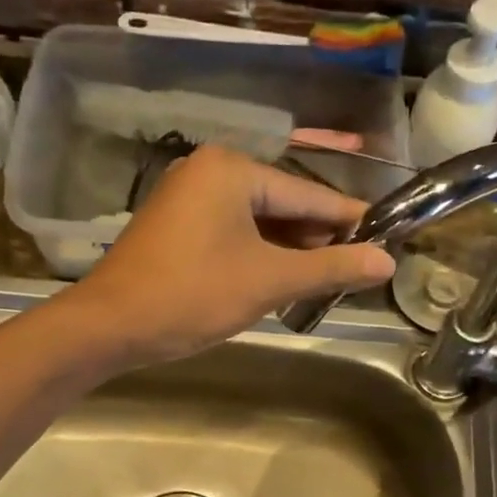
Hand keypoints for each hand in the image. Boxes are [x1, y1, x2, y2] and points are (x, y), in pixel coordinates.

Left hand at [73, 145, 394, 365]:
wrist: (108, 326)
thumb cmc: (192, 295)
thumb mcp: (269, 281)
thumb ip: (331, 267)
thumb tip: (387, 261)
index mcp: (232, 170)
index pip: (308, 194)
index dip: (349, 220)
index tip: (388, 236)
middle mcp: (208, 171)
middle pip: (282, 204)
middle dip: (316, 238)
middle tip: (356, 269)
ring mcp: (187, 197)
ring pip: (256, 221)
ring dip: (288, 250)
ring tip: (325, 279)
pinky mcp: (175, 225)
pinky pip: (231, 232)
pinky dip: (258, 254)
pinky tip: (280, 278)